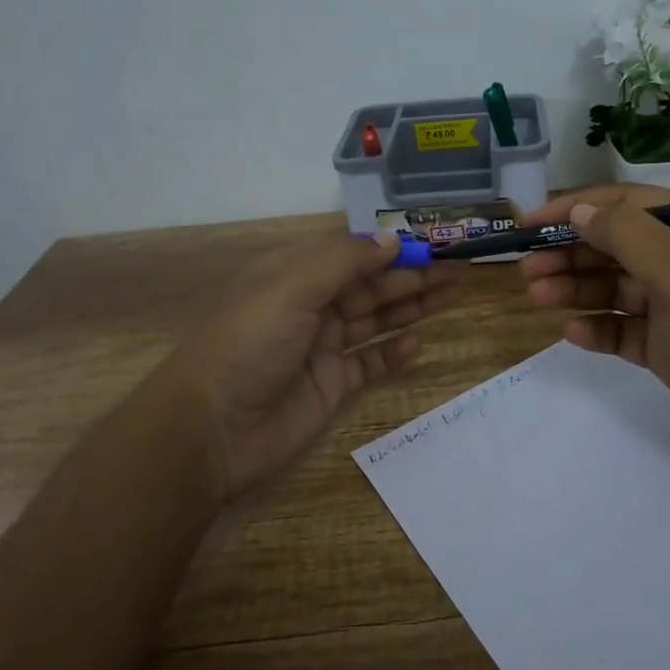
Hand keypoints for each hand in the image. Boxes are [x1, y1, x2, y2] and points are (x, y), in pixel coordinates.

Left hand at [162, 233, 459, 502]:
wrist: (211, 430)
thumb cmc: (248, 343)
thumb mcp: (291, 288)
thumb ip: (344, 262)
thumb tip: (390, 239)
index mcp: (293, 274)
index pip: (351, 253)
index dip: (390, 248)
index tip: (431, 243)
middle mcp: (311, 306)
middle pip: (370, 285)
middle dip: (412, 275)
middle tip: (458, 271)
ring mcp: (322, 348)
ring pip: (376, 320)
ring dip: (412, 307)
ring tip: (452, 295)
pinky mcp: (331, 386)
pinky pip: (370, 363)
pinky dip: (393, 353)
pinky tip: (418, 343)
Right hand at [519, 185, 669, 478]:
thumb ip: (629, 237)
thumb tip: (579, 212)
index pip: (625, 204)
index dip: (576, 209)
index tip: (530, 223)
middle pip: (614, 246)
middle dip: (569, 253)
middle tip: (526, 270)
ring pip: (614, 288)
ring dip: (575, 289)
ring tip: (537, 296)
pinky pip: (623, 330)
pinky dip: (598, 329)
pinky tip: (573, 334)